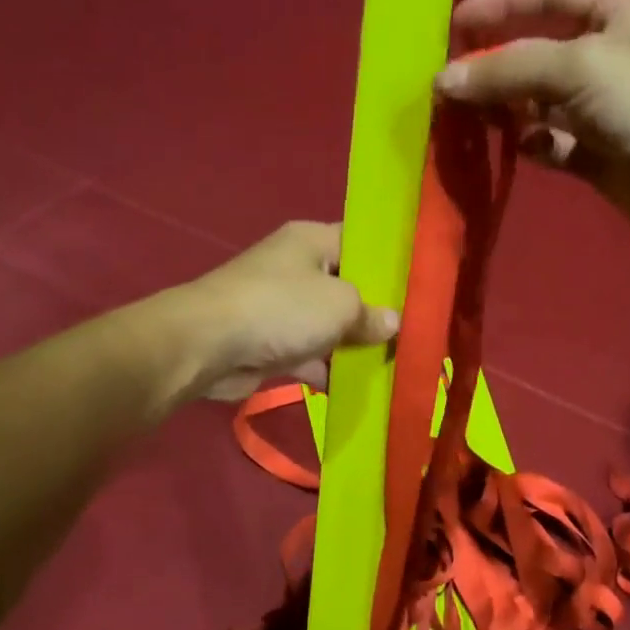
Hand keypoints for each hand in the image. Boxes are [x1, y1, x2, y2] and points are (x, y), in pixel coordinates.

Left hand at [178, 221, 397, 401]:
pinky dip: (330, 370)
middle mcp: (298, 268)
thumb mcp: (341, 305)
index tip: (421, 286)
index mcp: (313, 240)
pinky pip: (312, 354)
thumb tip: (392, 323)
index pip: (361, 242)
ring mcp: (284, 307)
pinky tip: (360, 388)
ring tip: (396, 364)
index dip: (391, 262)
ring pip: (331, 325)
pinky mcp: (273, 343)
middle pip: (349, 287)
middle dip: (377, 312)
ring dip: (355, 347)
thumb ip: (372, 313)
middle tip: (416, 332)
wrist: (208, 345)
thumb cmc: (282, 308)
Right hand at [436, 0, 629, 253]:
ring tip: (466, 118)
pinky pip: (552, 144)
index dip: (502, 3)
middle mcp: (608, 57)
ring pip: (539, 102)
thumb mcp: (579, 67)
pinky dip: (530, 145)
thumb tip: (444, 81)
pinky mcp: (599, 157)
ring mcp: (603, 111)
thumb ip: (508, 69)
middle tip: (447, 84)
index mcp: (617, 14)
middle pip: (537, 51)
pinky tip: (515, 149)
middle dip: (494, 63)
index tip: (453, 26)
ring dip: (505, 108)